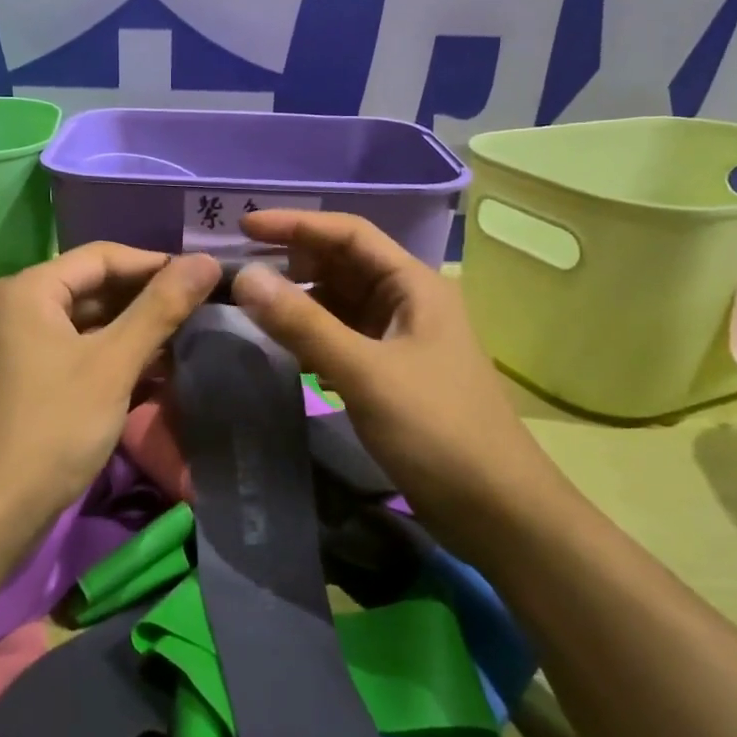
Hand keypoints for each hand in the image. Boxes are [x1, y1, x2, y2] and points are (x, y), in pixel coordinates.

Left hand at [0, 244, 221, 527]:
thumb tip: (208, 261)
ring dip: (133, 331)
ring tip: (186, 340)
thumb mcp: (112, 364)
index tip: (204, 279)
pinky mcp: (25, 379)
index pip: (102, 256)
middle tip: (201, 311)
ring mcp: (17, 345)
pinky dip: (111, 357)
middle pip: (93, 287)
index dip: (155, 264)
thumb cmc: (51, 428)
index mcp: (29, 289)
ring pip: (87, 323)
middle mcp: (17, 307)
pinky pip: (76, 351)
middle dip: (146, 300)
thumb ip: (160, 308)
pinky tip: (152, 370)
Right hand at [230, 211, 558, 527]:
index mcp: (413, 285)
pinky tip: (281, 349)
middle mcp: (408, 302)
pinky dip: (311, 337)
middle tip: (239, 268)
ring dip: (299, 300)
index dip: (296, 224)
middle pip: (343, 265)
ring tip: (249, 306)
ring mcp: (400, 340)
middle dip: (294, 261)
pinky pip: (343, 339)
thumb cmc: (438, 431)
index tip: (244, 226)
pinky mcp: (392, 375)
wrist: (497, 512)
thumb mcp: (365, 372)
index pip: (349, 234)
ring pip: (340, 304)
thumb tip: (245, 276)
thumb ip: (304, 324)